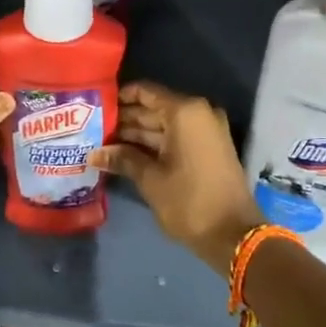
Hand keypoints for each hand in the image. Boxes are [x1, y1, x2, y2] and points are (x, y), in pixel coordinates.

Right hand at [89, 81, 263, 276]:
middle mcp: (198, 113)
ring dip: (136, 134)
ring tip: (103, 143)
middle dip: (125, 120)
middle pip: (153, 109)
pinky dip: (154, 145)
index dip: (119, 98)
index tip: (95, 106)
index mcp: (185, 112)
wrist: (233, 234)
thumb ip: (122, 159)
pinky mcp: (208, 149)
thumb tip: (94, 154)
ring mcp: (206, 131)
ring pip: (164, 125)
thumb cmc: (189, 200)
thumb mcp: (150, 179)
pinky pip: (176, 137)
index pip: (145, 92)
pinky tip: (125, 154)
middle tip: (93, 129)